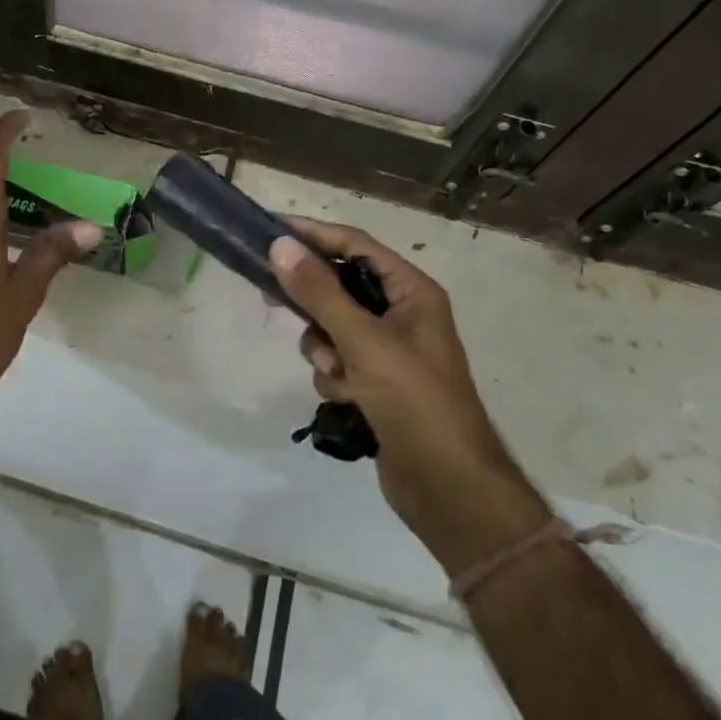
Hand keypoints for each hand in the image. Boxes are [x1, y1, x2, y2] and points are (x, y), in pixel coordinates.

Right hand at [270, 219, 549, 568]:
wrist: (449, 489)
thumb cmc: (415, 401)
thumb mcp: (363, 341)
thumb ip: (319, 292)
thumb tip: (280, 244)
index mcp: (411, 291)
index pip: (355, 245)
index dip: (314, 234)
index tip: (271, 230)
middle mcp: (401, 313)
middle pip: (339, 285)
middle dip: (313, 301)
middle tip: (272, 296)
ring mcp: (388, 350)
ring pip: (331, 326)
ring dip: (324, 347)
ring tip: (338, 373)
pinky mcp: (376, 382)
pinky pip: (337, 360)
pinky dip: (334, 376)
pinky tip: (347, 398)